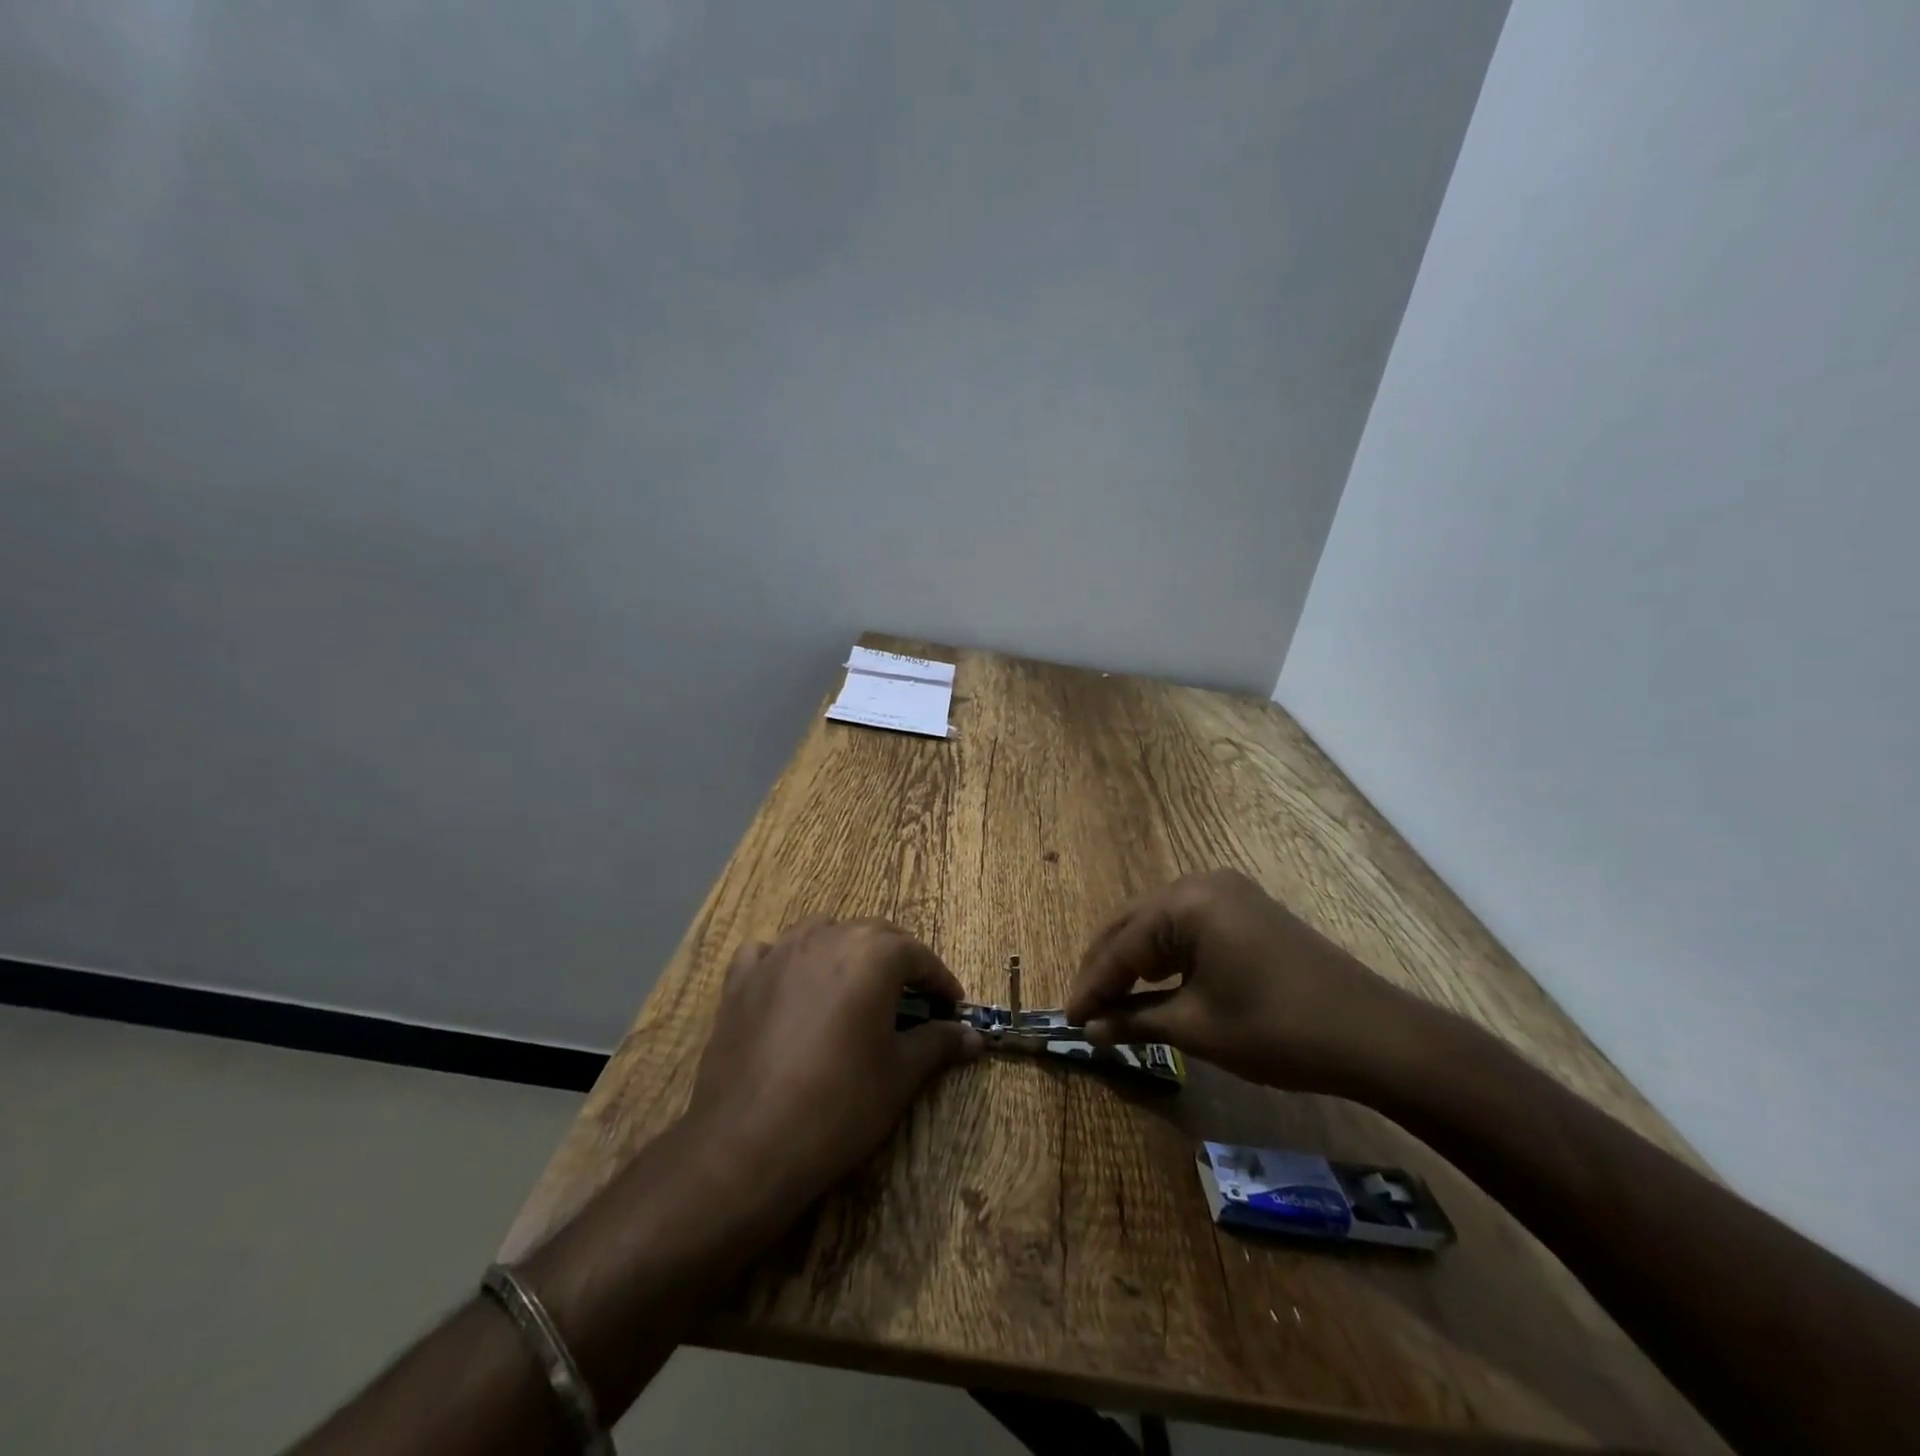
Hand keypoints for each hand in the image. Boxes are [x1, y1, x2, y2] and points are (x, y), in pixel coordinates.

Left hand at [682, 916, 983, 1216]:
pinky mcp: (740, 979)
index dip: (941, 981)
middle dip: (898, 960)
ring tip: (855, 986)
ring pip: (822, 931)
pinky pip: (768, 952)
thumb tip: (973, 1036)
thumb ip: (938, 1043)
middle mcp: (827, 937)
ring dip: (845, 950)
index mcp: (872, 954)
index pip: (919, 955)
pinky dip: (785, 959)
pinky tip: (790, 985)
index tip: (952, 1008)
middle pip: (874, 934)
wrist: (747, 1143)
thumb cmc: (840, 1104)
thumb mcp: (900, 1074)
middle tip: (913, 998)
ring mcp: (778, 954)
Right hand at [1065, 869, 1427, 1095]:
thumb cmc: (1277, 1030)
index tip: (1068, 1020)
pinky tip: (1155, 982)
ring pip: (1158, 924)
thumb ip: (1135, 1021)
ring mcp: (1228, 893)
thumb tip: (1091, 1029)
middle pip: (1133, 924)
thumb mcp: (1198, 1027)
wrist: (1374, 1036)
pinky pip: (1187, 926)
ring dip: (1133, 960)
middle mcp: (1201, 884)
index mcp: (1186, 902)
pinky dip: (1164, 955)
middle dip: (1106, 968)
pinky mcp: (1246, 910)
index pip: (1121, 945)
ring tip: (1112, 999)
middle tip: (1085, 1009)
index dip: (1092, 986)